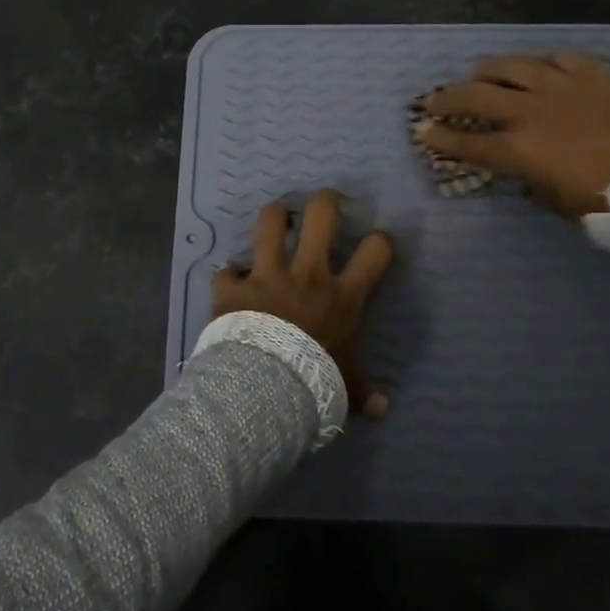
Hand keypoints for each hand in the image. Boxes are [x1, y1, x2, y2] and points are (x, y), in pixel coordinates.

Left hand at [211, 189, 395, 416]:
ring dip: (274, 216)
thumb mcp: (346, 387)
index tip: (377, 242)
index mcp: (342, 296)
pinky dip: (228, 276)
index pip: (375, 252)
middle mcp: (308, 275)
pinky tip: (229, 281)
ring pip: (270, 225)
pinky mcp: (234, 288)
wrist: (265, 389)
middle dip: (324, 201)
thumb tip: (383, 409)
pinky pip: (226, 272)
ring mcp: (267, 276)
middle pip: (321, 217)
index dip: (380, 241)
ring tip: (277, 216)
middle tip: (324, 202)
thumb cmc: (315, 382)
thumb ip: (363, 391)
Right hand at [416, 53, 609, 218]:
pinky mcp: (593, 73)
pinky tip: (538, 66)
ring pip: (513, 65)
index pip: (467, 141)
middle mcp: (530, 111)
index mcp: (518, 149)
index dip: (440, 137)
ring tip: (480, 72)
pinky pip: (559, 57)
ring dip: (489, 69)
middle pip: (477, 96)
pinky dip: (542, 63)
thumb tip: (521, 169)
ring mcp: (562, 86)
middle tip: (435, 99)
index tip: (421, 131)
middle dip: (448, 98)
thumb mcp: (553, 200)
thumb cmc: (603, 202)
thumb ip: (528, 179)